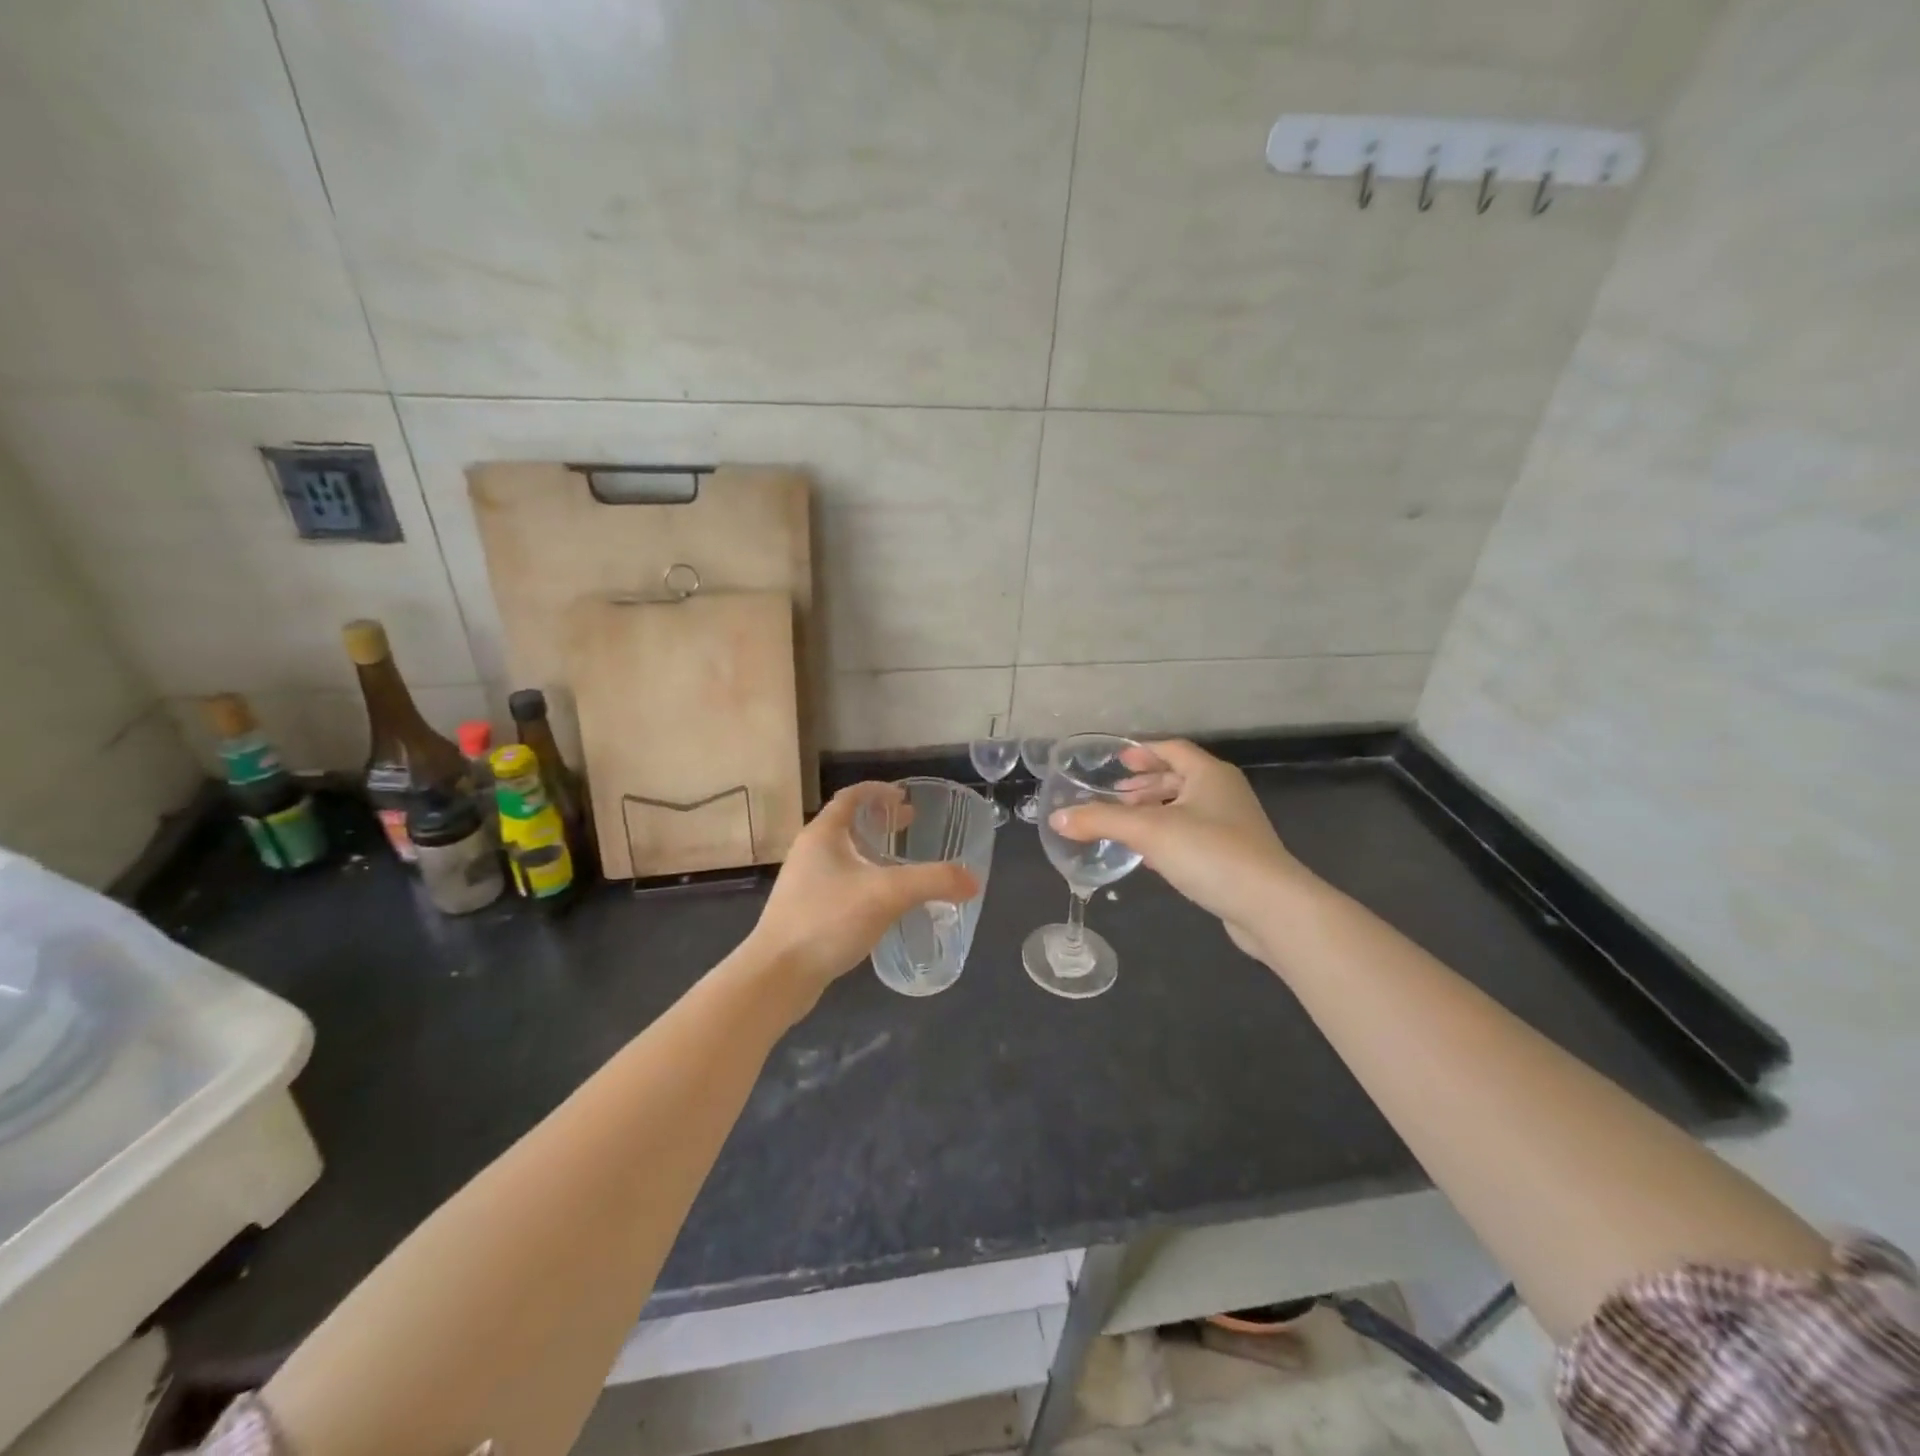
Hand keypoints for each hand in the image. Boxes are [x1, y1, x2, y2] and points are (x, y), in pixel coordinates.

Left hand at [745, 782, 980, 994]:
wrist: (777, 974)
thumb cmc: (828, 919)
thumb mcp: (888, 894)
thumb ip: (933, 881)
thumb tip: (973, 880)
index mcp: (823, 834)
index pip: (851, 797)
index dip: (878, 791)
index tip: (904, 797)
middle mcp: (809, 851)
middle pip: (846, 823)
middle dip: (879, 821)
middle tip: (910, 824)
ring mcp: (803, 882)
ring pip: (842, 854)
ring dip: (871, 850)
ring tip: (899, 862)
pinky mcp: (804, 910)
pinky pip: (838, 881)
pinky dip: (862, 878)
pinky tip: (880, 901)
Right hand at [1049, 740, 1307, 962]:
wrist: (1269, 906)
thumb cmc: (1210, 853)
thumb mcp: (1148, 831)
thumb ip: (1101, 820)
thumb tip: (1057, 818)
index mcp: (1210, 774)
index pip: (1172, 749)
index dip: (1143, 751)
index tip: (1117, 761)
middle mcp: (1224, 793)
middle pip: (1179, 778)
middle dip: (1146, 784)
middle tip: (1115, 795)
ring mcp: (1234, 826)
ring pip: (1186, 809)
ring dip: (1156, 812)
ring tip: (1126, 825)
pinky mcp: (1235, 858)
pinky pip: (1194, 836)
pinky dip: (1169, 838)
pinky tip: (1149, 857)